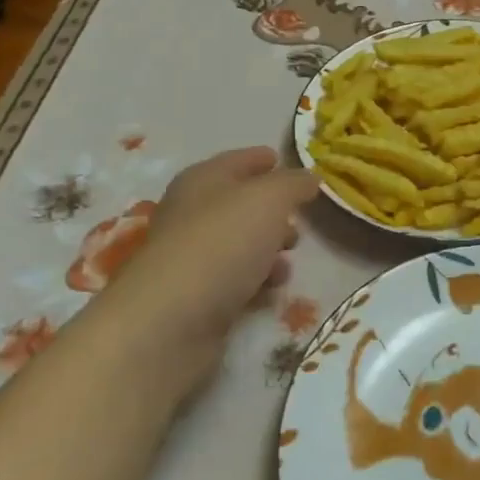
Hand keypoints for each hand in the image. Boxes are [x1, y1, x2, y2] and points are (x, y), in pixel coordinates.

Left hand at [87, 147, 316, 393]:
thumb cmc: (222, 244)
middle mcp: (191, 214)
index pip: (236, 161)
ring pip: (238, 242)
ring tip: (292, 255)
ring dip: (267, 246)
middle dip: (271, 208)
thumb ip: (293, 184)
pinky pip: (234, 277)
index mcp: (202, 180)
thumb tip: (308, 177)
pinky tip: (273, 286)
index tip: (283, 161)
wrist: (170, 321)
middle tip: (299, 216)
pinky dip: (256, 277)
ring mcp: (190, 257)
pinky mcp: (195, 296)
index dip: (260, 159)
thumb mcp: (268, 199)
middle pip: (237, 203)